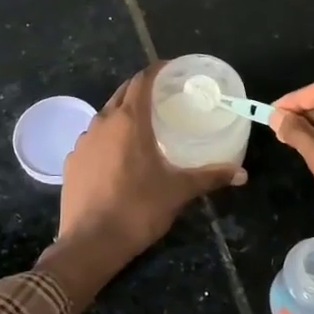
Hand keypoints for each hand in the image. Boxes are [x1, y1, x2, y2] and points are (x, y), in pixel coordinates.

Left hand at [55, 61, 244, 265]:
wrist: (90, 244)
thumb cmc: (138, 209)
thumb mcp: (178, 191)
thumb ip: (210, 177)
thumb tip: (242, 173)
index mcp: (129, 121)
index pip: (141, 81)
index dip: (156, 70)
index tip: (171, 69)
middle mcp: (102, 123)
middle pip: (122, 94)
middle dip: (141, 90)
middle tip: (163, 97)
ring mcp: (82, 142)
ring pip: (105, 117)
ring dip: (123, 115)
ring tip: (143, 127)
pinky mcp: (71, 162)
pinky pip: (93, 140)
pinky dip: (107, 139)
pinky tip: (118, 157)